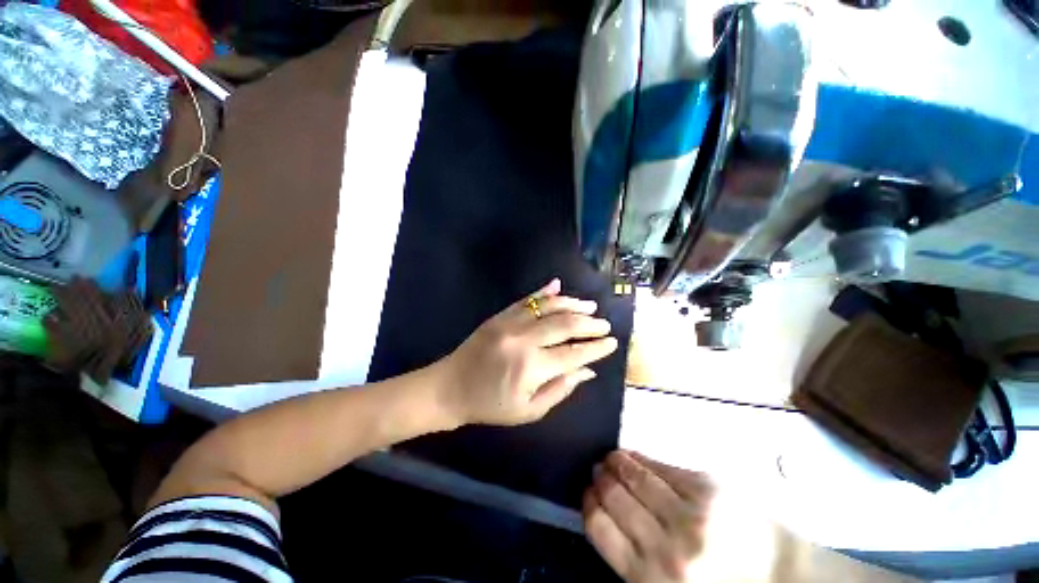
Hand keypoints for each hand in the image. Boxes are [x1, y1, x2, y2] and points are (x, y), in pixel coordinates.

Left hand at [436, 278, 618, 425]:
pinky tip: (558, 286)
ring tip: (590, 306)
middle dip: (590, 324)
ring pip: (549, 306)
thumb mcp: (529, 410)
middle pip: (565, 325)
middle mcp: (524, 339)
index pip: (574, 353)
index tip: (612, 343)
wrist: (450, 387)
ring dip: (572, 304)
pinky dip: (544, 292)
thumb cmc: (490, 405)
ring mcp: (510, 322)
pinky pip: (526, 300)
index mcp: (532, 367)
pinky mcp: (500, 315)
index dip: (596, 348)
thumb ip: (560, 389)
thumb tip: (587, 370)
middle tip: (605, 325)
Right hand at [584, 451, 715, 582]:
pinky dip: (642, 458)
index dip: (589, 505)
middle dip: (601, 479)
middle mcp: (667, 546)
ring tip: (610, 457)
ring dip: (617, 462)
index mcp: (651, 580)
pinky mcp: (709, 488)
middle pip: (615, 498)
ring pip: (636, 476)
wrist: (785, 580)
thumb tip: (606, 518)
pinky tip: (633, 455)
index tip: (586, 493)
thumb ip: (635, 562)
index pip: (600, 529)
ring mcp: (690, 513)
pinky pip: (662, 466)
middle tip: (596, 469)